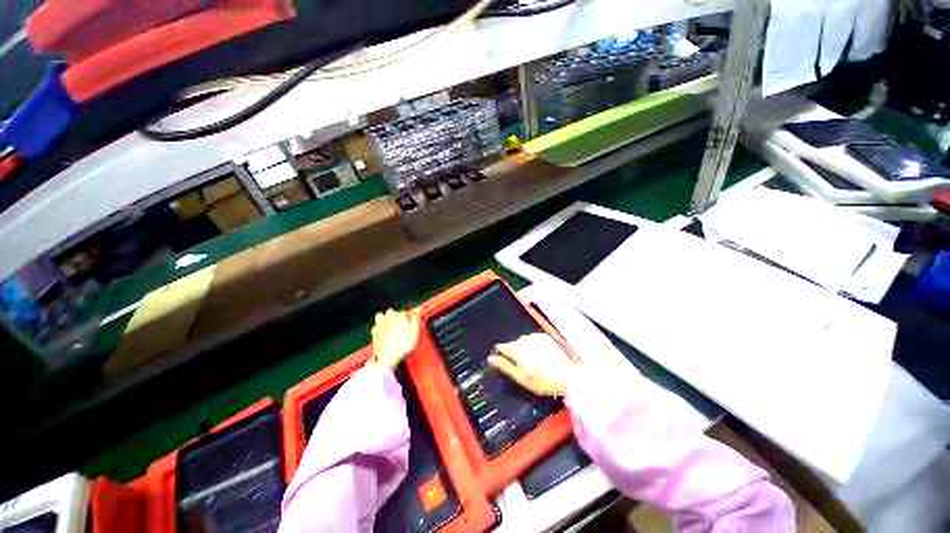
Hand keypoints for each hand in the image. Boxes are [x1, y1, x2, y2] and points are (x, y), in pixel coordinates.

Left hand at [370, 309, 421, 369]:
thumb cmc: (402, 344)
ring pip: (381, 317)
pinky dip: (380, 329)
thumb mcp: (415, 329)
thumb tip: (417, 309)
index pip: (406, 312)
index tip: (413, 322)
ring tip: (392, 327)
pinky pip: (376, 328)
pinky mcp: (374, 335)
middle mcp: (387, 318)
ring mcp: (379, 326)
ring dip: (386, 319)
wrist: (386, 358)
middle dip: (397, 316)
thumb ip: (416, 318)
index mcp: (398, 315)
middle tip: (403, 325)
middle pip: (392, 312)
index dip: (410, 317)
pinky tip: (384, 334)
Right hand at [488, 333, 579, 395]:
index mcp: (516, 348)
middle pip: (513, 345)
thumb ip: (504, 366)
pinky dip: (535, 347)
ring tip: (534, 364)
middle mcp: (524, 339)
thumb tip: (491, 359)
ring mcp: (536, 336)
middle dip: (514, 354)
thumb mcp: (520, 377)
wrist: (569, 375)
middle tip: (522, 368)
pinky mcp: (546, 337)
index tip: (503, 362)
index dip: (499, 354)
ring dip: (525, 350)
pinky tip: (542, 358)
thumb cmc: (543, 380)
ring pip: (524, 342)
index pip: (501, 347)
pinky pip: (535, 341)